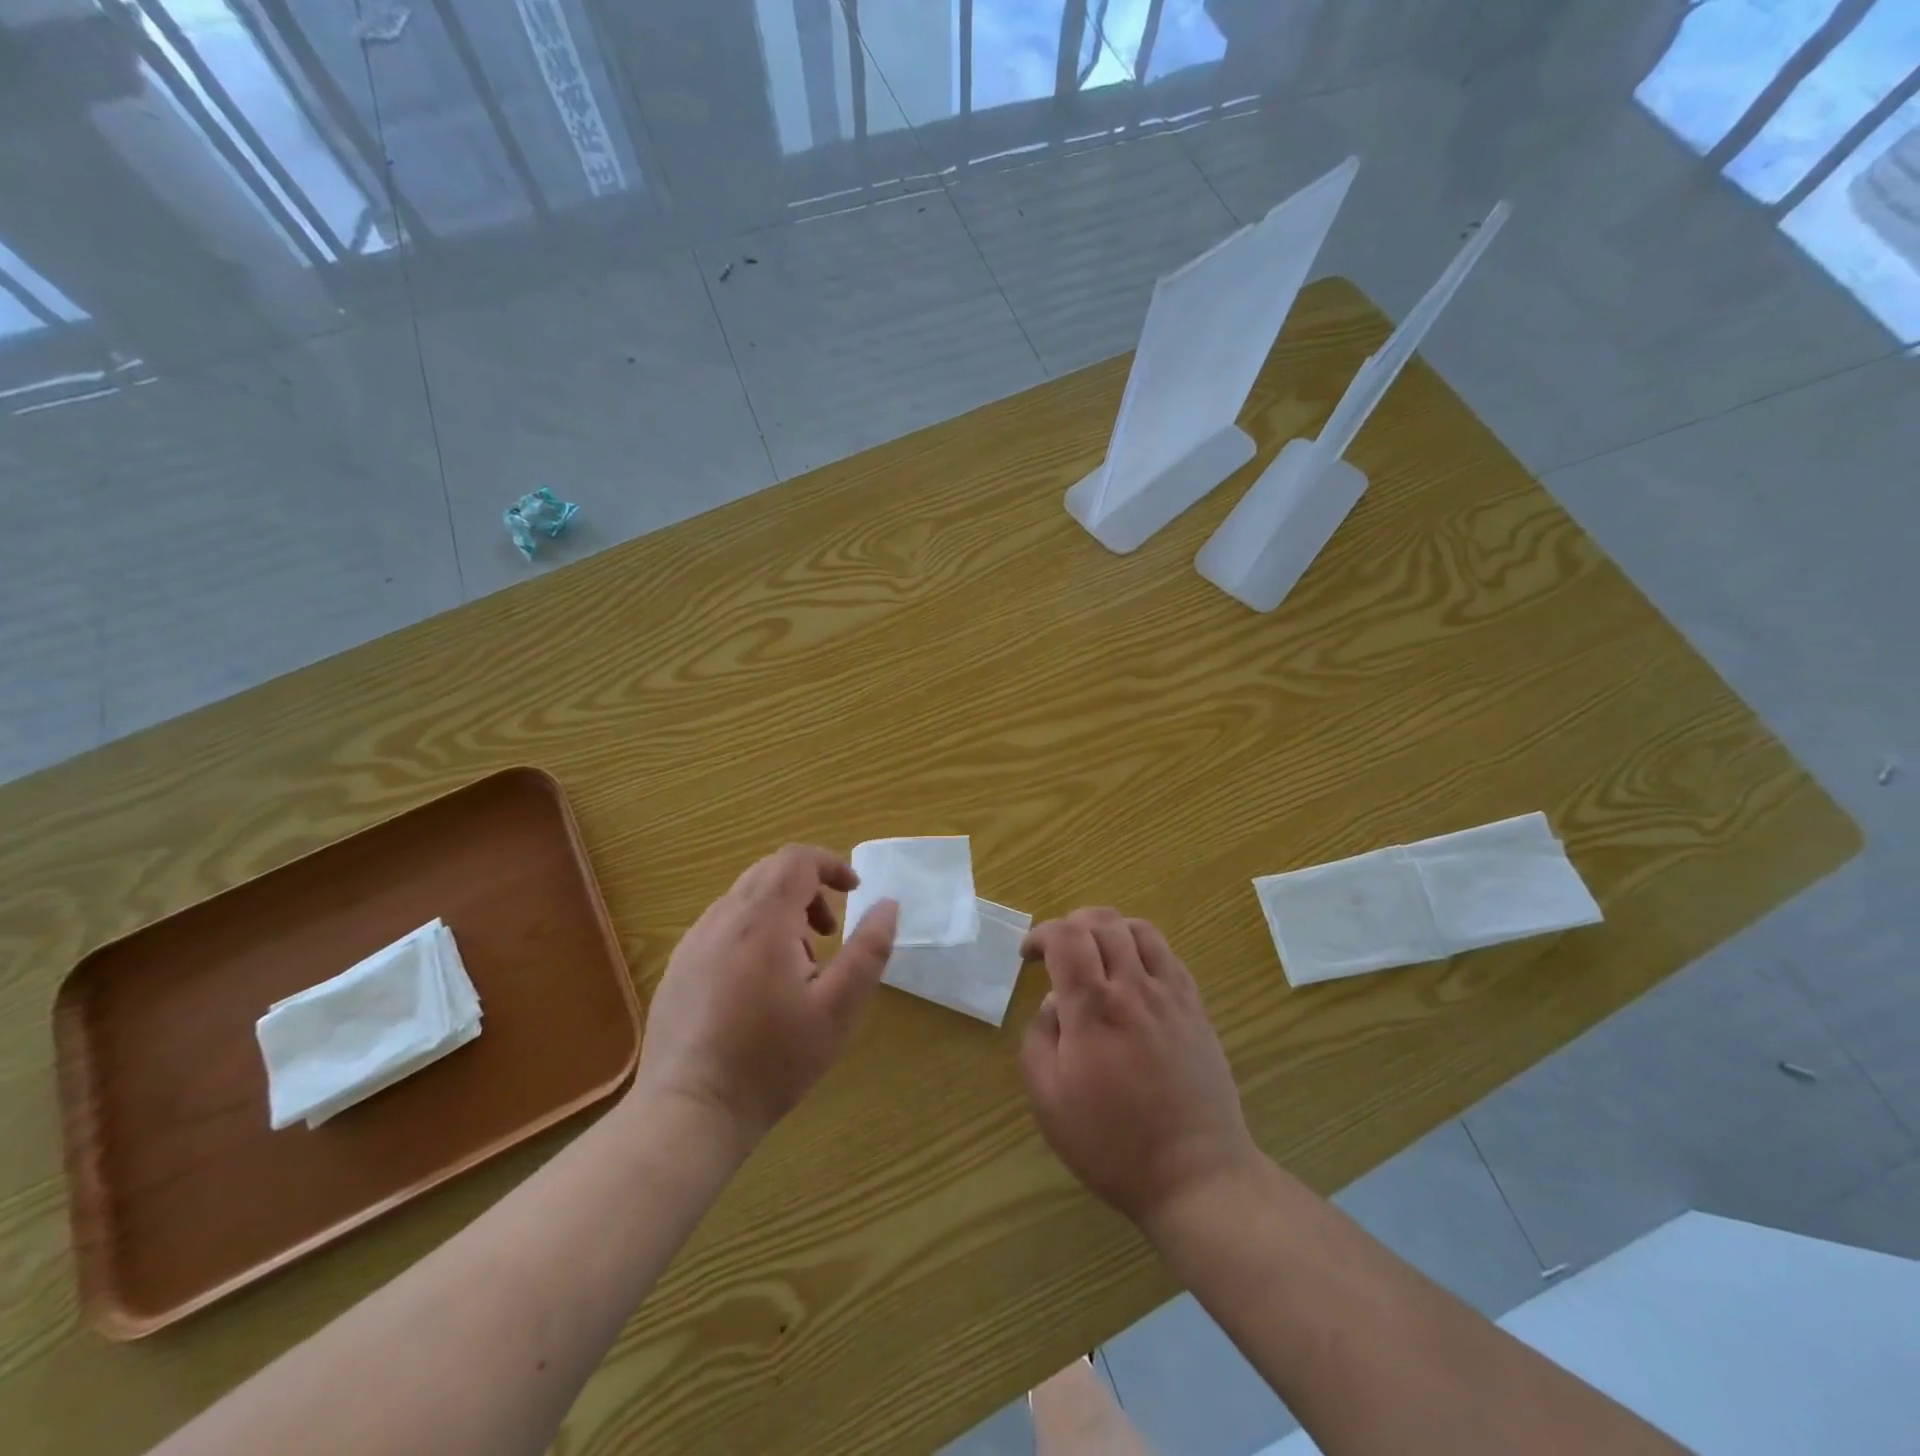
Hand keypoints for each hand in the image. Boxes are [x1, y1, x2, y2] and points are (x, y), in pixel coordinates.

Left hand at [632, 845, 898, 1147]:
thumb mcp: (837, 1009)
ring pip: (744, 899)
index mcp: (762, 920)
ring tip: (798, 967)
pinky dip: (753, 932)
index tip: (855, 891)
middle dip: (809, 890)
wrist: (688, 1112)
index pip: (797, 859)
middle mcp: (722, 918)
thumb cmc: (772, 1060)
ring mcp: (694, 942)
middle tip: (829, 933)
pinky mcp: (678, 967)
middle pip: (770, 873)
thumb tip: (888, 905)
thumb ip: (868, 951)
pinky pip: (722, 926)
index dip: (831, 865)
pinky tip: (759, 986)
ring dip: (781, 913)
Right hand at [1020, 909, 1258, 1228]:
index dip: (1042, 933)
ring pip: (1140, 929)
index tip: (1029, 956)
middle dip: (1071, 924)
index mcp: (1092, 1007)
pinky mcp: (1196, 1009)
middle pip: (1103, 921)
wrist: (1195, 1175)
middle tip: (1058, 951)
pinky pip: (1168, 955)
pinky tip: (1133, 975)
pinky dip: (1142, 948)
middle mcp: (1133, 988)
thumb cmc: (1111, 1143)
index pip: (1066, 936)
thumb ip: (1039, 1038)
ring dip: (1109, 929)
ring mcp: (1170, 995)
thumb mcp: (1048, 1100)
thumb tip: (1054, 1002)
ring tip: (1096, 953)